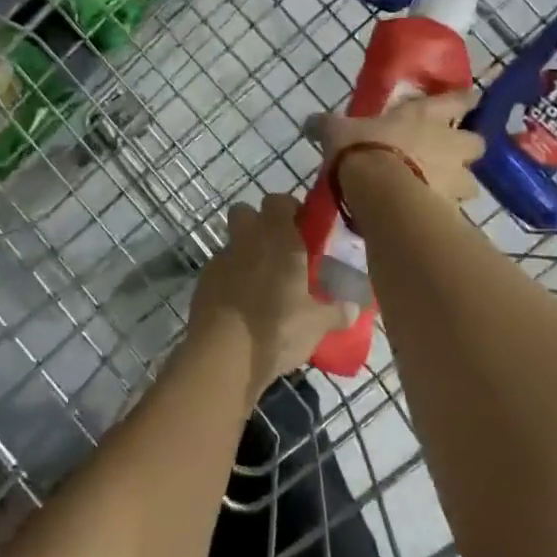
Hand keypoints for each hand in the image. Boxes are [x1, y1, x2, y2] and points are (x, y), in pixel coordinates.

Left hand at [190, 193, 347, 395]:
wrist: (222, 356)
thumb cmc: (277, 329)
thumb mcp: (317, 324)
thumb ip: (338, 311)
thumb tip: (355, 307)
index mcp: (278, 238)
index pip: (278, 200)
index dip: (288, 209)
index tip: (301, 227)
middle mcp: (247, 240)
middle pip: (245, 212)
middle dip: (258, 224)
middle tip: (278, 250)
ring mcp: (220, 260)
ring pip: (232, 243)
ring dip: (244, 254)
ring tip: (261, 285)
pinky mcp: (202, 283)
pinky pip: (220, 270)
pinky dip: (229, 280)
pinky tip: (241, 306)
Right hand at [312, 88, 485, 202]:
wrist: (381, 192)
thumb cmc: (364, 149)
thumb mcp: (338, 131)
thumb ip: (328, 126)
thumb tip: (310, 122)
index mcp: (426, 115)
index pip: (458, 100)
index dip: (466, 99)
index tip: (473, 99)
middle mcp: (449, 144)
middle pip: (476, 143)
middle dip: (467, 148)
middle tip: (451, 154)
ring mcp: (454, 178)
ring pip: (470, 181)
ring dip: (459, 184)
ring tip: (440, 191)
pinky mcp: (450, 209)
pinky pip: (454, 210)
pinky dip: (444, 212)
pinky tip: (427, 215)